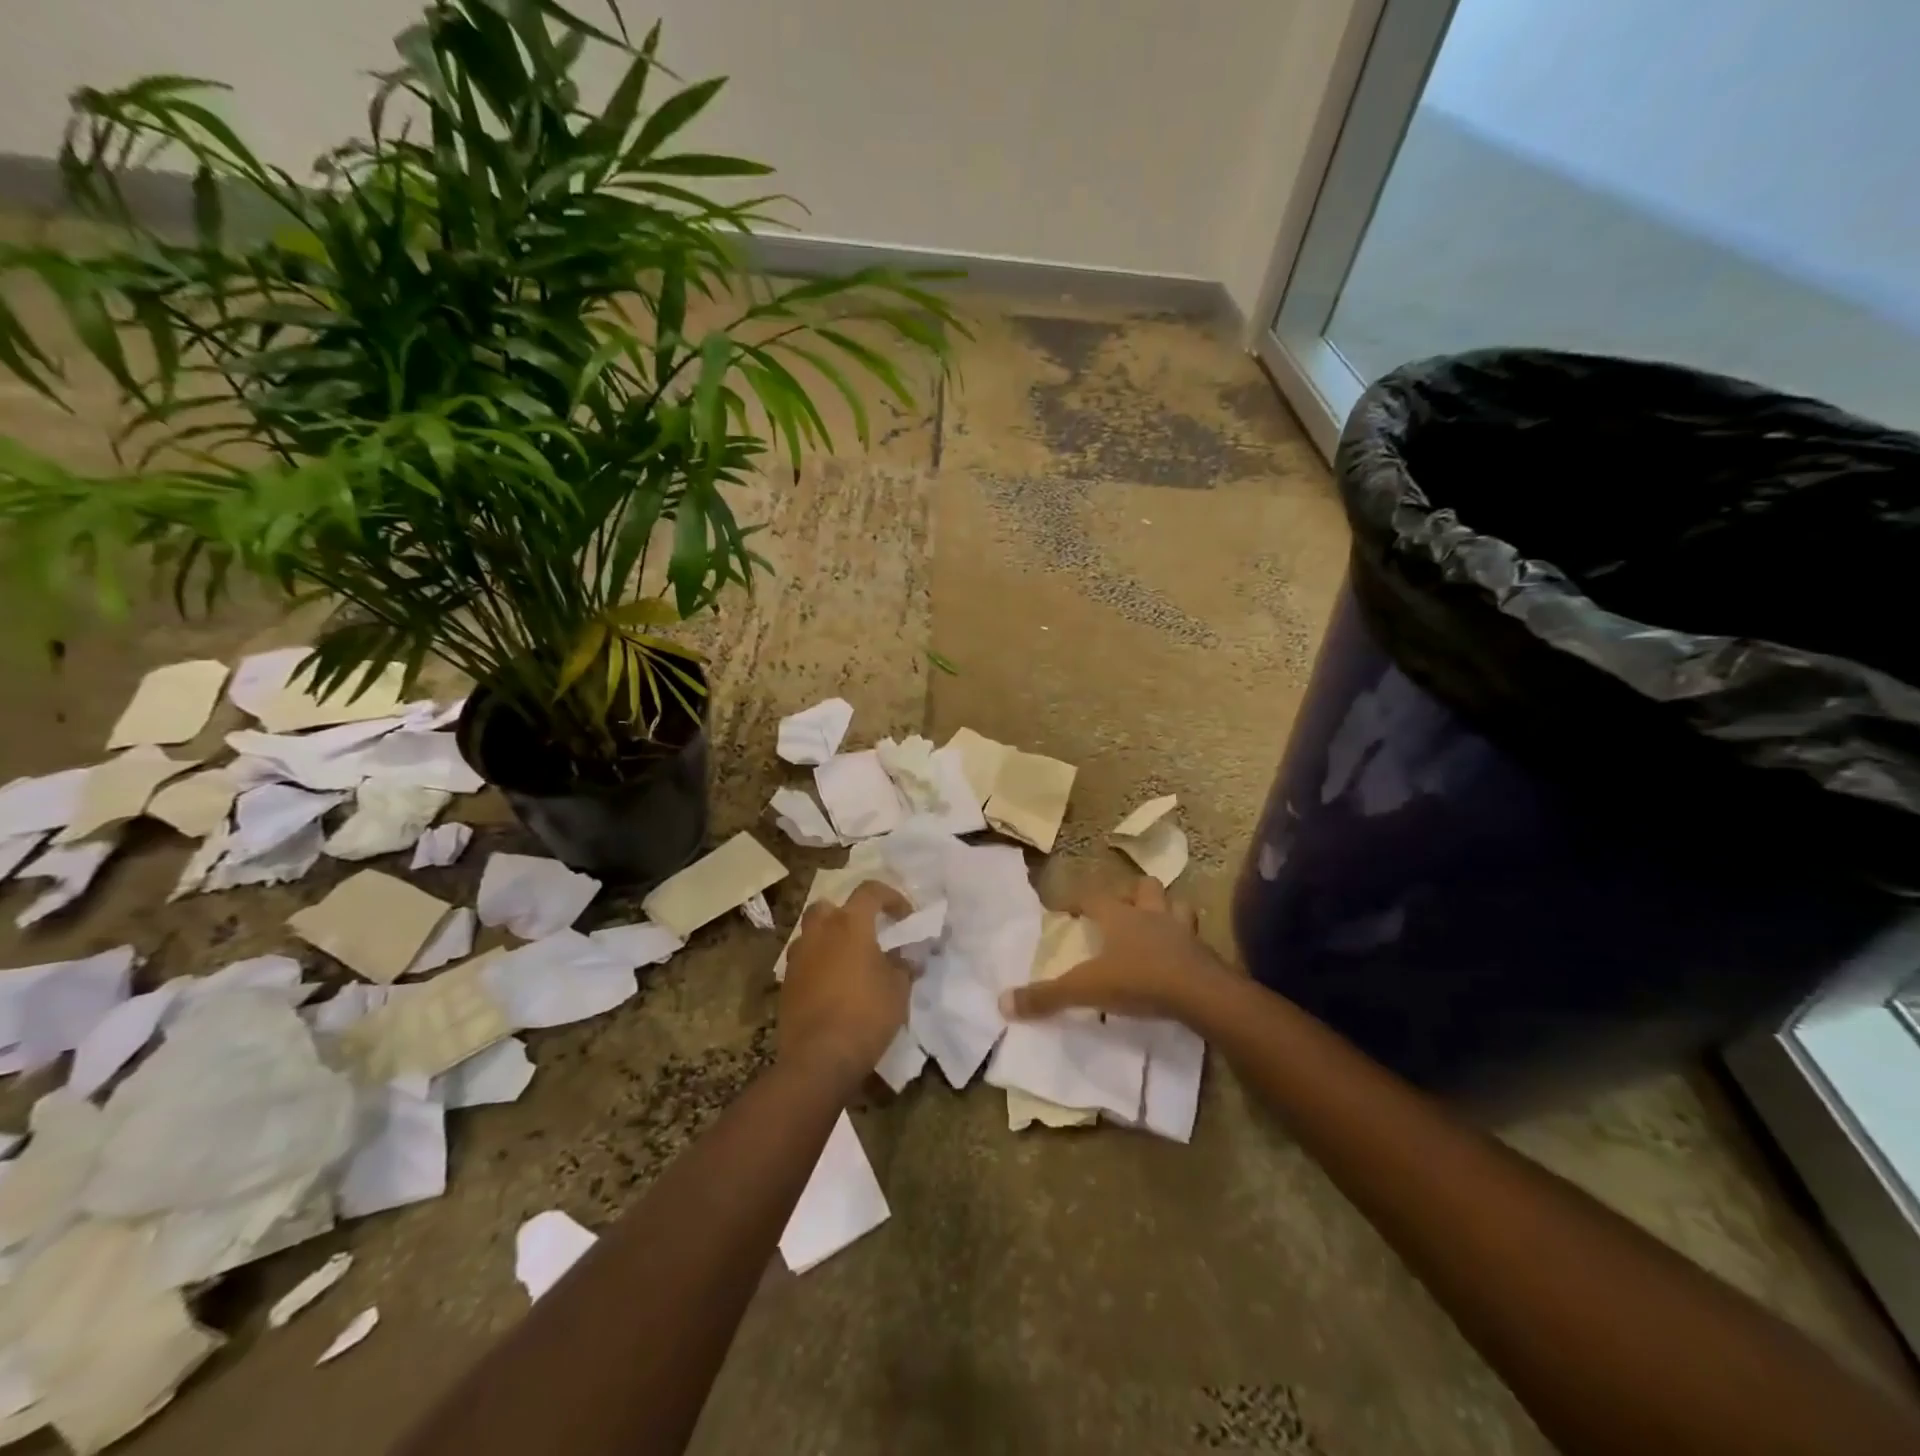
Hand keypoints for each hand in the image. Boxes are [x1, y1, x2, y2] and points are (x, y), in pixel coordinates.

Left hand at [780, 880, 912, 1084]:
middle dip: (847, 914)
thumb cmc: (866, 1014)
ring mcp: (798, 958)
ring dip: (829, 940)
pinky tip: (833, 987)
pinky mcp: (786, 984)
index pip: (870, 891)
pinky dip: (818, 965)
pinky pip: (804, 962)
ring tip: (849, 962)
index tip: (905, 917)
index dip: (891, 897)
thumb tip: (908, 957)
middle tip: (866, 933)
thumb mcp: (899, 989)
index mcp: (849, 924)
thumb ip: (904, 965)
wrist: (819, 1058)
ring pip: (811, 934)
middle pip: (829, 906)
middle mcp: (819, 932)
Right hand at [999, 876, 1230, 1024]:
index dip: (1077, 900)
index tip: (1065, 907)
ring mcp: (1183, 931)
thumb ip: (1047, 996)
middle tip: (1122, 909)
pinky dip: (1188, 942)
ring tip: (1157, 924)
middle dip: (1133, 894)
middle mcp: (1152, 915)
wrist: (1201, 994)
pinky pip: (1196, 938)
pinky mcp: (1205, 953)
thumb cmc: (1140, 981)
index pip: (1092, 896)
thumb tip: (1003, 1003)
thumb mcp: (1086, 989)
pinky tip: (1182, 955)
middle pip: (1144, 888)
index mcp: (1120, 917)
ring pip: (1177, 906)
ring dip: (1167, 910)